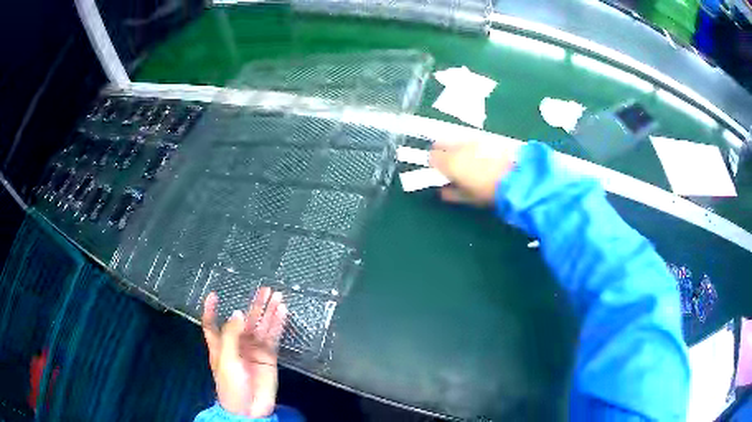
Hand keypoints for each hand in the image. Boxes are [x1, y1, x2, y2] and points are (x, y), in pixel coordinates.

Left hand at [202, 287, 287, 417]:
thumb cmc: (230, 385)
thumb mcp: (225, 360)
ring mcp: (254, 350)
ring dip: (269, 311)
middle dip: (253, 305)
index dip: (212, 310)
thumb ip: (231, 335)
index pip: (212, 323)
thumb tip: (239, 313)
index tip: (214, 295)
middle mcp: (237, 344)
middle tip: (264, 289)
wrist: (250, 409)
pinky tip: (282, 312)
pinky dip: (278, 325)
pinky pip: (274, 337)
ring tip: (277, 295)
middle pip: (244, 321)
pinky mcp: (269, 357)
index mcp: (220, 345)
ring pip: (261, 326)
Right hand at [429, 141, 516, 204]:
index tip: (439, 172)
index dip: (433, 165)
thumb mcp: (469, 198)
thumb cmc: (490, 191)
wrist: (518, 176)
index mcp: (450, 162)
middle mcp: (458, 146)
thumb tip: (442, 191)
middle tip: (448, 164)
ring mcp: (472, 139)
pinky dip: (469, 146)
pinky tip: (479, 155)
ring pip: (455, 139)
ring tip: (465, 160)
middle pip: (440, 143)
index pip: (431, 157)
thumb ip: (451, 194)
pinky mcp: (486, 137)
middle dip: (441, 152)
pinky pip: (470, 139)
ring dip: (454, 147)